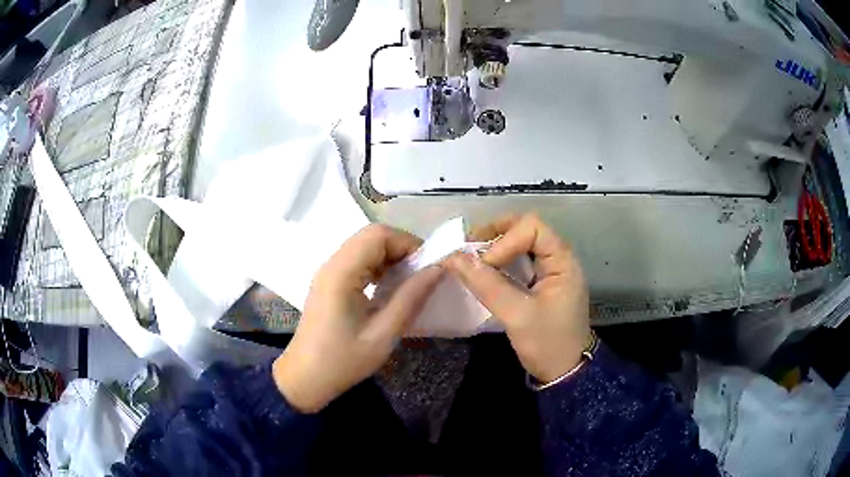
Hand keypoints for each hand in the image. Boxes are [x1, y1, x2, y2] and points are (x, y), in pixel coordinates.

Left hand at [273, 224, 442, 412]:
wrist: (305, 378)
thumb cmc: (343, 360)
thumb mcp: (383, 334)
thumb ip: (411, 298)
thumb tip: (437, 269)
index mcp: (341, 274)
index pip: (378, 236)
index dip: (408, 243)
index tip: (429, 266)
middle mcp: (331, 264)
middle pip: (370, 236)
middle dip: (401, 248)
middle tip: (422, 274)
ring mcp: (327, 272)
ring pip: (364, 246)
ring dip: (390, 256)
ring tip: (408, 281)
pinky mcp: (328, 282)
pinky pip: (357, 261)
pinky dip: (377, 266)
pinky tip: (388, 288)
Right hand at [446, 214, 590, 382]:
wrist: (565, 373)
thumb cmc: (547, 344)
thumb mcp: (517, 316)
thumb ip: (487, 285)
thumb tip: (453, 258)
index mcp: (562, 261)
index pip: (531, 228)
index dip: (504, 240)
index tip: (485, 265)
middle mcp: (558, 258)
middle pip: (526, 229)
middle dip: (496, 235)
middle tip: (469, 250)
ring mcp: (551, 270)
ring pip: (521, 243)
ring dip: (495, 246)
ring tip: (471, 259)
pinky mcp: (541, 283)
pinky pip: (519, 260)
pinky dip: (500, 262)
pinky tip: (483, 272)